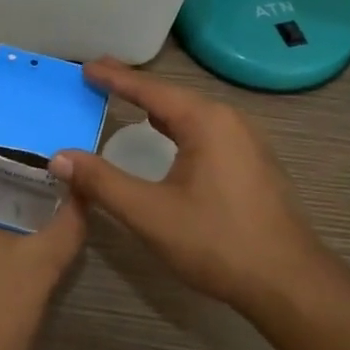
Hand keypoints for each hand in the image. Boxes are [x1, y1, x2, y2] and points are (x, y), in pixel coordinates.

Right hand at [47, 58, 331, 313]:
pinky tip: (170, 138)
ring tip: (129, 102)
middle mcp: (230, 121)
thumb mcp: (150, 213)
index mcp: (206, 121)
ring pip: (193, 114)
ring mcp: (248, 141)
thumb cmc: (217, 242)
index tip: (87, 67)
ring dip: (159, 108)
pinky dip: (179, 126)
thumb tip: (59, 157)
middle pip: (174, 96)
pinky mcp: (254, 163)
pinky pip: (208, 131)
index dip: (115, 78)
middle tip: (100, 80)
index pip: (151, 90)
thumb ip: (102, 182)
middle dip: (136, 88)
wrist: (289, 282)